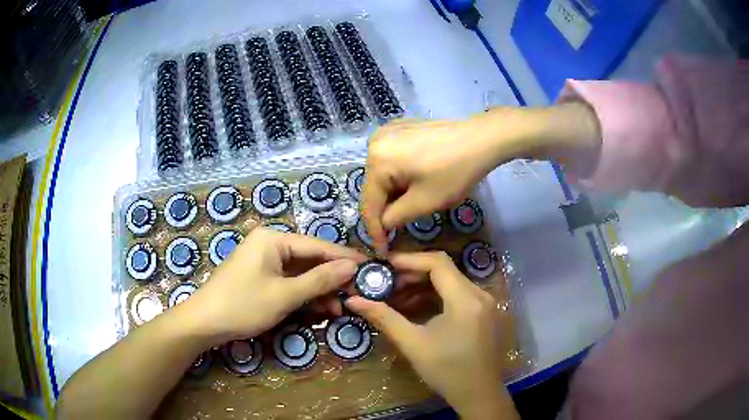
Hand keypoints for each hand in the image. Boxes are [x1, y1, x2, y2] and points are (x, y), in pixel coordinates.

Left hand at [184, 228, 366, 345]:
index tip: (370, 268)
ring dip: (319, 291)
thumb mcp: (285, 295)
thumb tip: (352, 267)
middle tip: (357, 294)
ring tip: (340, 309)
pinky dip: (303, 296)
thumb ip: (320, 280)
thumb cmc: (243, 305)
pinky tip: (319, 309)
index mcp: (273, 239)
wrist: (204, 323)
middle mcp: (269, 245)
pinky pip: (288, 283)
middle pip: (309, 260)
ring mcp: (263, 263)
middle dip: (331, 279)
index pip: (317, 246)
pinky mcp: (260, 278)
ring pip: (300, 274)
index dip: (344, 259)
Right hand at [345, 252, 518, 419]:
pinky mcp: (483, 310)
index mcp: (465, 300)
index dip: (409, 260)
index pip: (437, 263)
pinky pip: (457, 293)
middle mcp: (479, 294)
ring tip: (395, 294)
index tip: (383, 265)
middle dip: (412, 272)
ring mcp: (484, 302)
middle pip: (444, 269)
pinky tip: (415, 305)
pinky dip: (435, 295)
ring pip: (450, 280)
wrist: (478, 394)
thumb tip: (353, 300)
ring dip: (423, 284)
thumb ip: (385, 318)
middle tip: (385, 282)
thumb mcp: (413, 344)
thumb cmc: (446, 371)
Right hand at [362, 103, 600, 254]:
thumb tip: (383, 225)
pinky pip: (390, 160)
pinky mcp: (399, 129)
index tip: (382, 252)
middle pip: (373, 188)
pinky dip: (398, 177)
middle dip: (384, 211)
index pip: (369, 205)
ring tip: (407, 210)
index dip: (375, 233)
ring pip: (382, 175)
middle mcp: (374, 143)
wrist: (482, 138)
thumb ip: (396, 218)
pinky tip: (413, 185)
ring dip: (392, 194)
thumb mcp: (425, 202)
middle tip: (396, 234)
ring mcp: (387, 133)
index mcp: (377, 160)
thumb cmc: (455, 171)